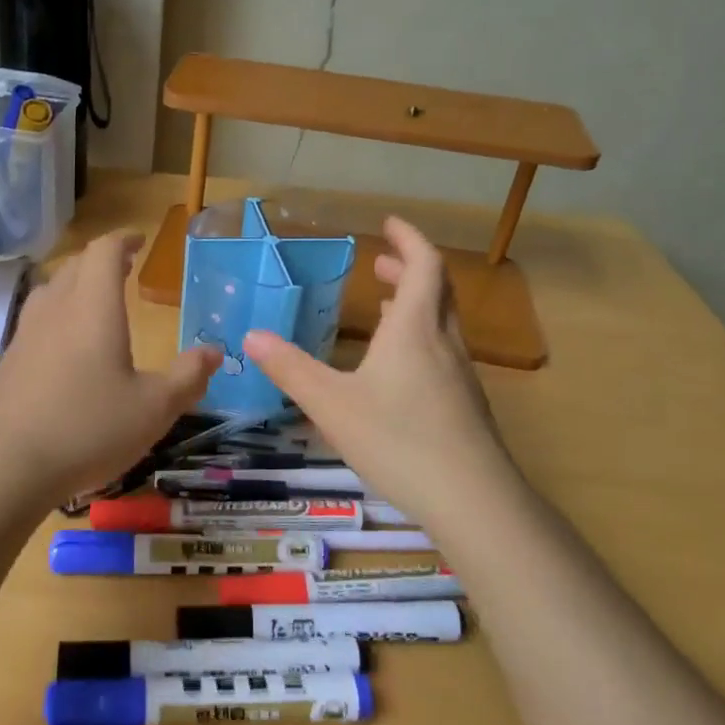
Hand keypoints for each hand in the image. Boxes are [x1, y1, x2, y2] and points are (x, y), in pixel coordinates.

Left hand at [0, 231, 218, 505]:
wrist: (4, 466)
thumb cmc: (88, 428)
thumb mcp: (154, 409)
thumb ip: (187, 377)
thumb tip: (214, 351)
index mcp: (93, 307)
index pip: (103, 252)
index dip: (122, 240)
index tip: (139, 241)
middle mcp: (56, 309)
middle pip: (75, 265)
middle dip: (101, 261)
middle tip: (124, 268)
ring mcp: (26, 335)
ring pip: (51, 290)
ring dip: (76, 285)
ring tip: (96, 301)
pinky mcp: (9, 362)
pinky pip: (37, 320)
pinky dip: (58, 315)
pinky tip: (67, 347)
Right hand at [242, 217, 523, 527]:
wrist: (473, 500)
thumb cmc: (398, 440)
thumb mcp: (332, 404)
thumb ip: (291, 369)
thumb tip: (251, 336)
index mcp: (413, 329)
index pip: (423, 265)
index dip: (408, 239)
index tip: (388, 224)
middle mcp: (443, 342)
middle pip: (436, 290)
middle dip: (409, 269)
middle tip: (380, 263)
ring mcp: (460, 375)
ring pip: (441, 322)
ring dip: (415, 304)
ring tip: (385, 305)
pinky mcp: (465, 405)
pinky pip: (442, 351)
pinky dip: (420, 338)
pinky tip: (399, 368)